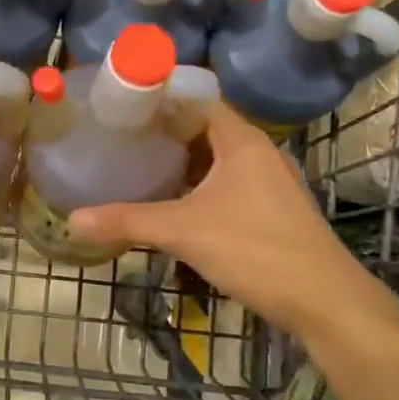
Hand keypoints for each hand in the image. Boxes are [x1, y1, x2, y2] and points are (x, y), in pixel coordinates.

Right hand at [67, 104, 355, 339]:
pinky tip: (173, 201)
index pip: (195, 98)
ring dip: (182, 161)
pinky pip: (227, 182)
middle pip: (203, 128)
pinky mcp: (272, 208)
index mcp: (241, 139)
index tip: (121, 104)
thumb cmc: (256, 250)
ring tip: (138, 164)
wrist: (326, 302)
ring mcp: (269, 180)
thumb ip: (128, 222)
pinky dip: (199, 184)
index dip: (159, 98)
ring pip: (216, 158)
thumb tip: (73, 220)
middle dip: (163, 131)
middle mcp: (258, 151)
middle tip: (120, 136)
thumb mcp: (184, 232)